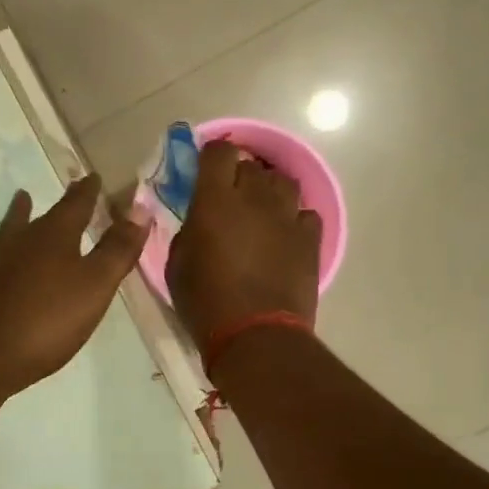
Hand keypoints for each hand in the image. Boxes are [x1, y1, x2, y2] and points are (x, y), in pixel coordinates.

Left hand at [0, 175, 148, 400]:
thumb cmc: (46, 319)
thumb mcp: (95, 285)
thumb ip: (118, 249)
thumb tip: (140, 209)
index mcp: (54, 237)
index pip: (75, 205)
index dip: (86, 192)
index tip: (91, 177)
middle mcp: (20, 243)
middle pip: (38, 217)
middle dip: (51, 205)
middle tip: (61, 189)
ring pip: (6, 235)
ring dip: (15, 218)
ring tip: (19, 201)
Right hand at [166, 140, 320, 350]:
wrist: (256, 336)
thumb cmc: (206, 302)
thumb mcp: (177, 262)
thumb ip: (189, 228)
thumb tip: (200, 218)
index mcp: (216, 199)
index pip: (218, 152)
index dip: (211, 156)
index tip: (205, 170)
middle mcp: (254, 197)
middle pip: (251, 165)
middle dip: (239, 175)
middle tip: (230, 198)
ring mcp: (287, 216)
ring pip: (283, 182)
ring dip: (269, 191)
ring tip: (261, 211)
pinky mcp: (310, 239)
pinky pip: (305, 213)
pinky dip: (294, 218)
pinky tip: (285, 234)